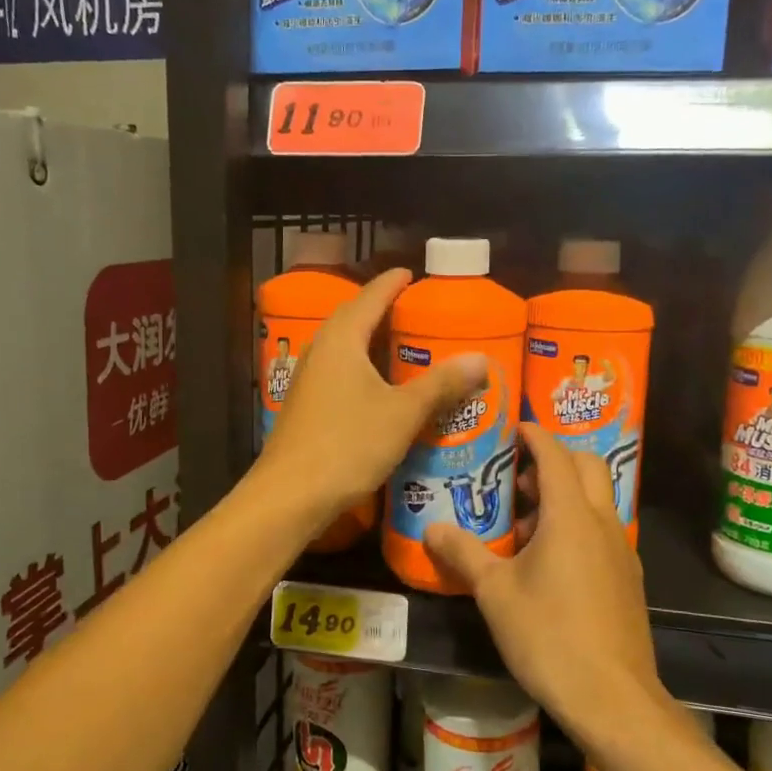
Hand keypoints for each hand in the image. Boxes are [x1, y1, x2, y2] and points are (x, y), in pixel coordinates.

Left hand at [256, 268, 485, 539]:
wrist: (290, 496)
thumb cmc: (348, 445)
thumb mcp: (403, 413)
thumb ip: (441, 384)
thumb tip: (481, 358)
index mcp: (342, 340)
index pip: (370, 297)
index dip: (392, 283)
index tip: (411, 274)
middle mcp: (321, 351)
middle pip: (353, 318)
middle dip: (381, 309)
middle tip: (414, 310)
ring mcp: (309, 380)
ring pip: (345, 348)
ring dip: (372, 341)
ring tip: (403, 345)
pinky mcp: (307, 406)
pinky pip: (340, 372)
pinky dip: (363, 369)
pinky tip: (380, 387)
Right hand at [423, 423, 663, 737]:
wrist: (613, 697)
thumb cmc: (549, 635)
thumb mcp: (495, 593)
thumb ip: (464, 554)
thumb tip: (432, 529)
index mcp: (570, 515)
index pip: (555, 454)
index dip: (534, 435)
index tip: (514, 427)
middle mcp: (602, 522)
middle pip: (587, 467)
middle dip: (555, 459)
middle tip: (518, 477)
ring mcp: (621, 550)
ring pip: (597, 499)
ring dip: (566, 495)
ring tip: (526, 524)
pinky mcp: (629, 577)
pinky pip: (603, 530)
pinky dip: (579, 524)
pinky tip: (551, 561)